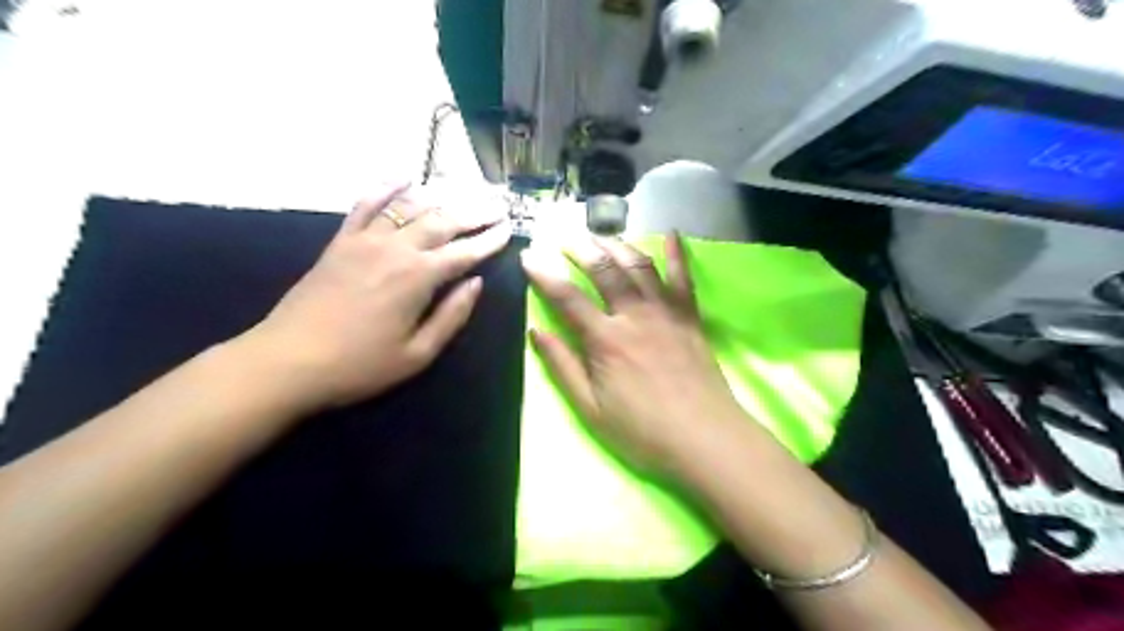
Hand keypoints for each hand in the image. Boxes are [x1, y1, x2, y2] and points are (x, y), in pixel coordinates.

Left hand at [246, 182, 512, 408]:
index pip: (464, 252)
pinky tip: (404, 177)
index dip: (489, 241)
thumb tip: (476, 284)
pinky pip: (367, 205)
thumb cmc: (359, 365)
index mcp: (418, 278)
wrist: (287, 361)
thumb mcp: (417, 354)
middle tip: (498, 205)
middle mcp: (396, 249)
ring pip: (410, 208)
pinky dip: (387, 187)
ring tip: (465, 193)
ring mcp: (365, 240)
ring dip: (441, 198)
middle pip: (442, 221)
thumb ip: (451, 316)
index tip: (509, 229)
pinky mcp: (341, 241)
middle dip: (474, 213)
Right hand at [526, 235, 744, 475]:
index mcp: (606, 340)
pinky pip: (684, 277)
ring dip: (618, 245)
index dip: (544, 274)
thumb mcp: (590, 408)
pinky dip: (677, 253)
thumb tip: (536, 331)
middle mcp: (635, 315)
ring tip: (601, 235)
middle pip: (604, 270)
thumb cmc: (643, 431)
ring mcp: (666, 312)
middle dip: (581, 249)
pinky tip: (671, 233)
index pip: (567, 298)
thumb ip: (562, 366)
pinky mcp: (690, 317)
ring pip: (639, 265)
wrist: (706, 439)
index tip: (528, 255)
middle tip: (565, 238)